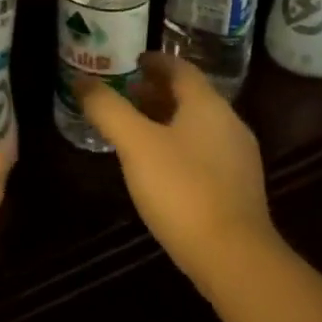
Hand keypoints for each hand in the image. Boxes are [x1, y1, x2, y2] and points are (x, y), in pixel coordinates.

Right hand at [75, 53, 277, 288]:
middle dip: (156, 91)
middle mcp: (229, 124)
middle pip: (190, 96)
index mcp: (208, 105)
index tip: (130, 62)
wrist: (235, 259)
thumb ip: (107, 108)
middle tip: (124, 94)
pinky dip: (179, 145)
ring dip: (166, 119)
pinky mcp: (239, 190)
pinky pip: (204, 152)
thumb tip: (81, 81)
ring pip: (197, 125)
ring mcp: (238, 159)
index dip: (154, 61)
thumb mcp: (134, 143)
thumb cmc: (182, 189)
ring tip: (135, 128)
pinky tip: (158, 166)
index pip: (180, 68)